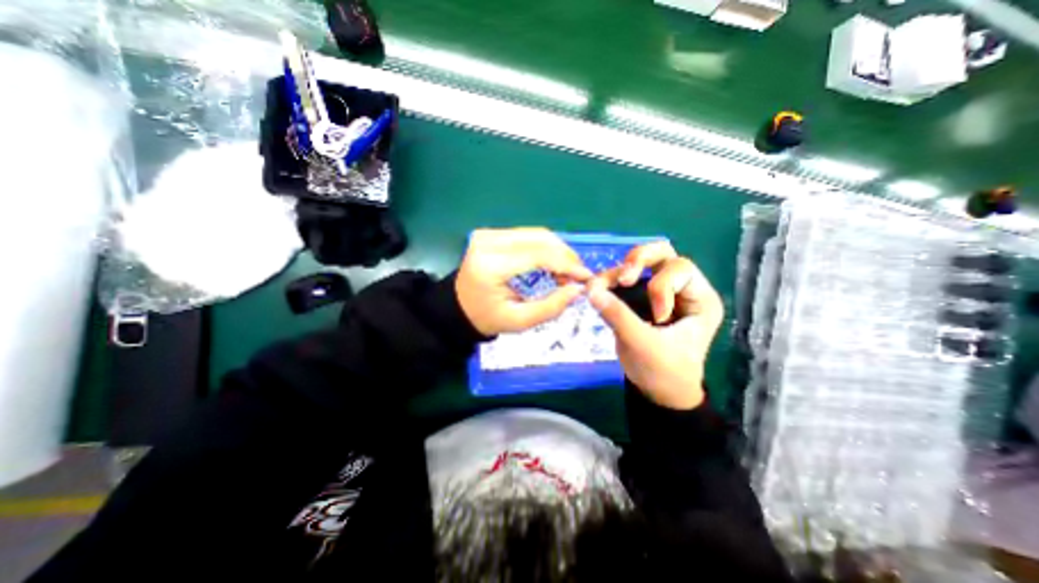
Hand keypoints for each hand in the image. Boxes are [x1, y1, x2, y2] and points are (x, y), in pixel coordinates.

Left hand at [455, 227, 592, 335]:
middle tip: (577, 277)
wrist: (458, 307)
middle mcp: (488, 241)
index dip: (566, 264)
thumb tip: (579, 289)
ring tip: (567, 273)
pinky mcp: (492, 233)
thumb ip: (551, 306)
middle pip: (540, 239)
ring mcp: (489, 234)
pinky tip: (552, 263)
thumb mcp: (519, 321)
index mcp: (491, 265)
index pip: (538, 255)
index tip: (586, 278)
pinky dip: (546, 248)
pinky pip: (528, 235)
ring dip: (558, 251)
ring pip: (537, 234)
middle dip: (565, 256)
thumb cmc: (487, 318)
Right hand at [584, 241, 724, 409]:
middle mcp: (683, 289)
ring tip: (599, 286)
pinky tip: (598, 289)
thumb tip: (591, 290)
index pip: (681, 269)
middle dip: (638, 260)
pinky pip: (626, 278)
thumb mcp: (642, 345)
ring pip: (641, 263)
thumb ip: (618, 315)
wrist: (659, 393)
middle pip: (662, 254)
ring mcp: (661, 291)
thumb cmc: (663, 373)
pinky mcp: (642, 297)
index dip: (660, 285)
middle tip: (623, 278)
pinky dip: (611, 280)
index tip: (655, 316)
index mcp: (700, 299)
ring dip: (619, 272)